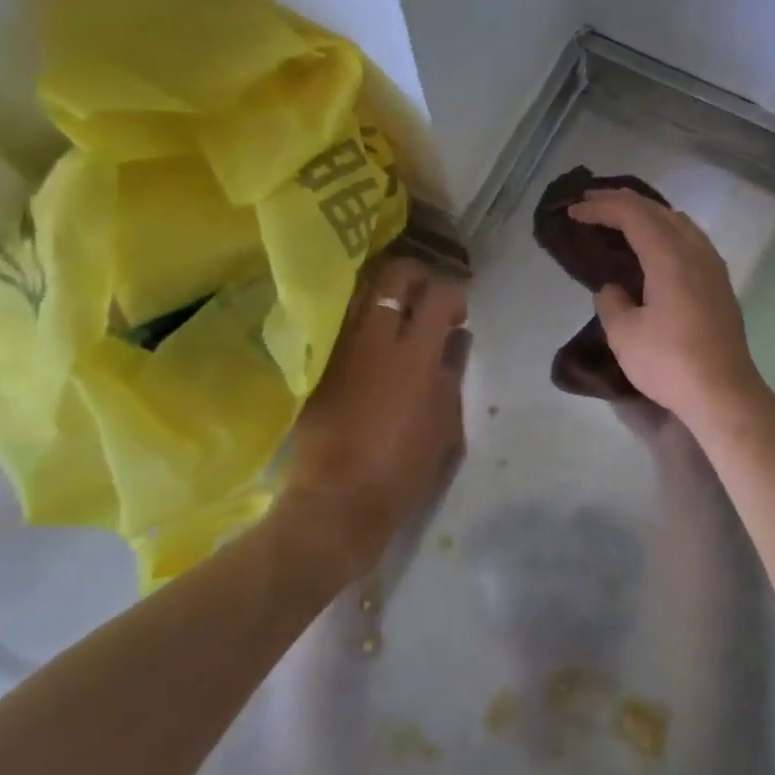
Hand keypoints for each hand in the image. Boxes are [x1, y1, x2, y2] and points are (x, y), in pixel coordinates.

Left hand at [280, 257, 469, 577]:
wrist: (338, 500)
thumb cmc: (404, 468)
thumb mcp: (446, 422)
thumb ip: (452, 371)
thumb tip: (456, 338)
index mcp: (416, 354)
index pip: (439, 294)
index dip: (454, 296)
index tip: (457, 316)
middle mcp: (376, 337)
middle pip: (394, 274)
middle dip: (417, 276)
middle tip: (425, 298)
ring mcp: (341, 346)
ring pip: (360, 288)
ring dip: (383, 289)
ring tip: (395, 309)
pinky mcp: (318, 361)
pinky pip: (339, 318)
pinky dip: (358, 313)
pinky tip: (369, 334)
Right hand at [567, 189, 765, 424]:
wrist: (723, 394)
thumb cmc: (669, 363)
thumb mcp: (624, 334)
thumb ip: (611, 301)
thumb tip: (614, 288)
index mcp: (669, 258)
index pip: (632, 215)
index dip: (600, 208)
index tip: (573, 212)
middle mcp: (695, 251)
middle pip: (657, 210)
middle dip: (621, 202)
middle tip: (590, 204)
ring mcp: (712, 265)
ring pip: (678, 221)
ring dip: (647, 213)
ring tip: (620, 218)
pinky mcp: (720, 282)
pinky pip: (690, 237)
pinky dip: (665, 229)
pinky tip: (655, 244)